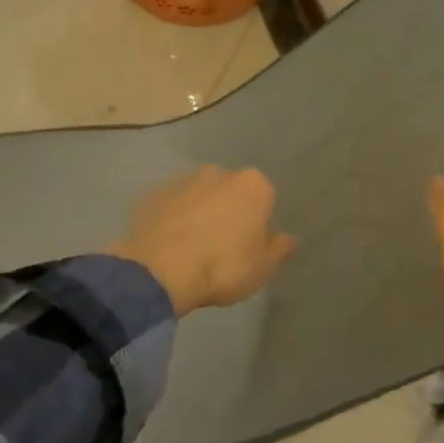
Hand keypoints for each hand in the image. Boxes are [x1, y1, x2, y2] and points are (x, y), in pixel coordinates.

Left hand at [109, 166, 296, 315]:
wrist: (161, 269)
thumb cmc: (224, 266)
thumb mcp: (263, 266)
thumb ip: (280, 248)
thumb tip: (290, 238)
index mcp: (253, 185)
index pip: (264, 198)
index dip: (258, 223)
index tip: (250, 246)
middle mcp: (219, 173)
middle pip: (230, 192)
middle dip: (228, 212)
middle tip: (222, 247)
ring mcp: (183, 181)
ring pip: (199, 196)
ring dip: (198, 213)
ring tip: (191, 249)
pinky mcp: (153, 194)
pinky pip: (171, 207)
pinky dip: (172, 220)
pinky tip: (168, 246)